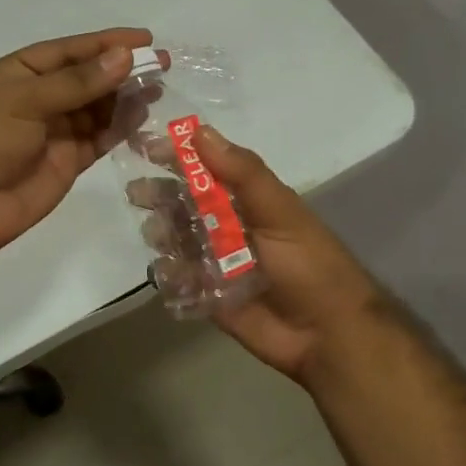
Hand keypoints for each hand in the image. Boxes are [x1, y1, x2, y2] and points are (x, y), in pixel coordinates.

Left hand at [0, 28, 153, 262]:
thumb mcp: (24, 101)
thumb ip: (76, 82)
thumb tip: (124, 56)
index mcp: (18, 73)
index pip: (69, 51)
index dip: (106, 42)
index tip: (145, 38)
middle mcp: (38, 98)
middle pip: (87, 77)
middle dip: (122, 69)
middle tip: (162, 63)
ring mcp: (54, 131)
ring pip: (97, 107)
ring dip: (125, 97)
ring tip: (157, 88)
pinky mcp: (67, 161)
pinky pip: (99, 137)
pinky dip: (120, 127)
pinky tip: (142, 116)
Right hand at [162, 126, 381, 382]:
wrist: (327, 334)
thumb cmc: (309, 264)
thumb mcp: (280, 210)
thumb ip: (242, 172)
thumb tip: (199, 131)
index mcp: (247, 200)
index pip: (205, 169)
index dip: (177, 156)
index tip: (147, 147)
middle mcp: (228, 226)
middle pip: (182, 203)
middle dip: (159, 196)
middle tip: (138, 194)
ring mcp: (216, 262)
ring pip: (175, 239)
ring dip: (161, 233)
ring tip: (159, 236)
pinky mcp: (207, 295)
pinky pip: (177, 280)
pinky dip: (168, 275)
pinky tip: (172, 272)